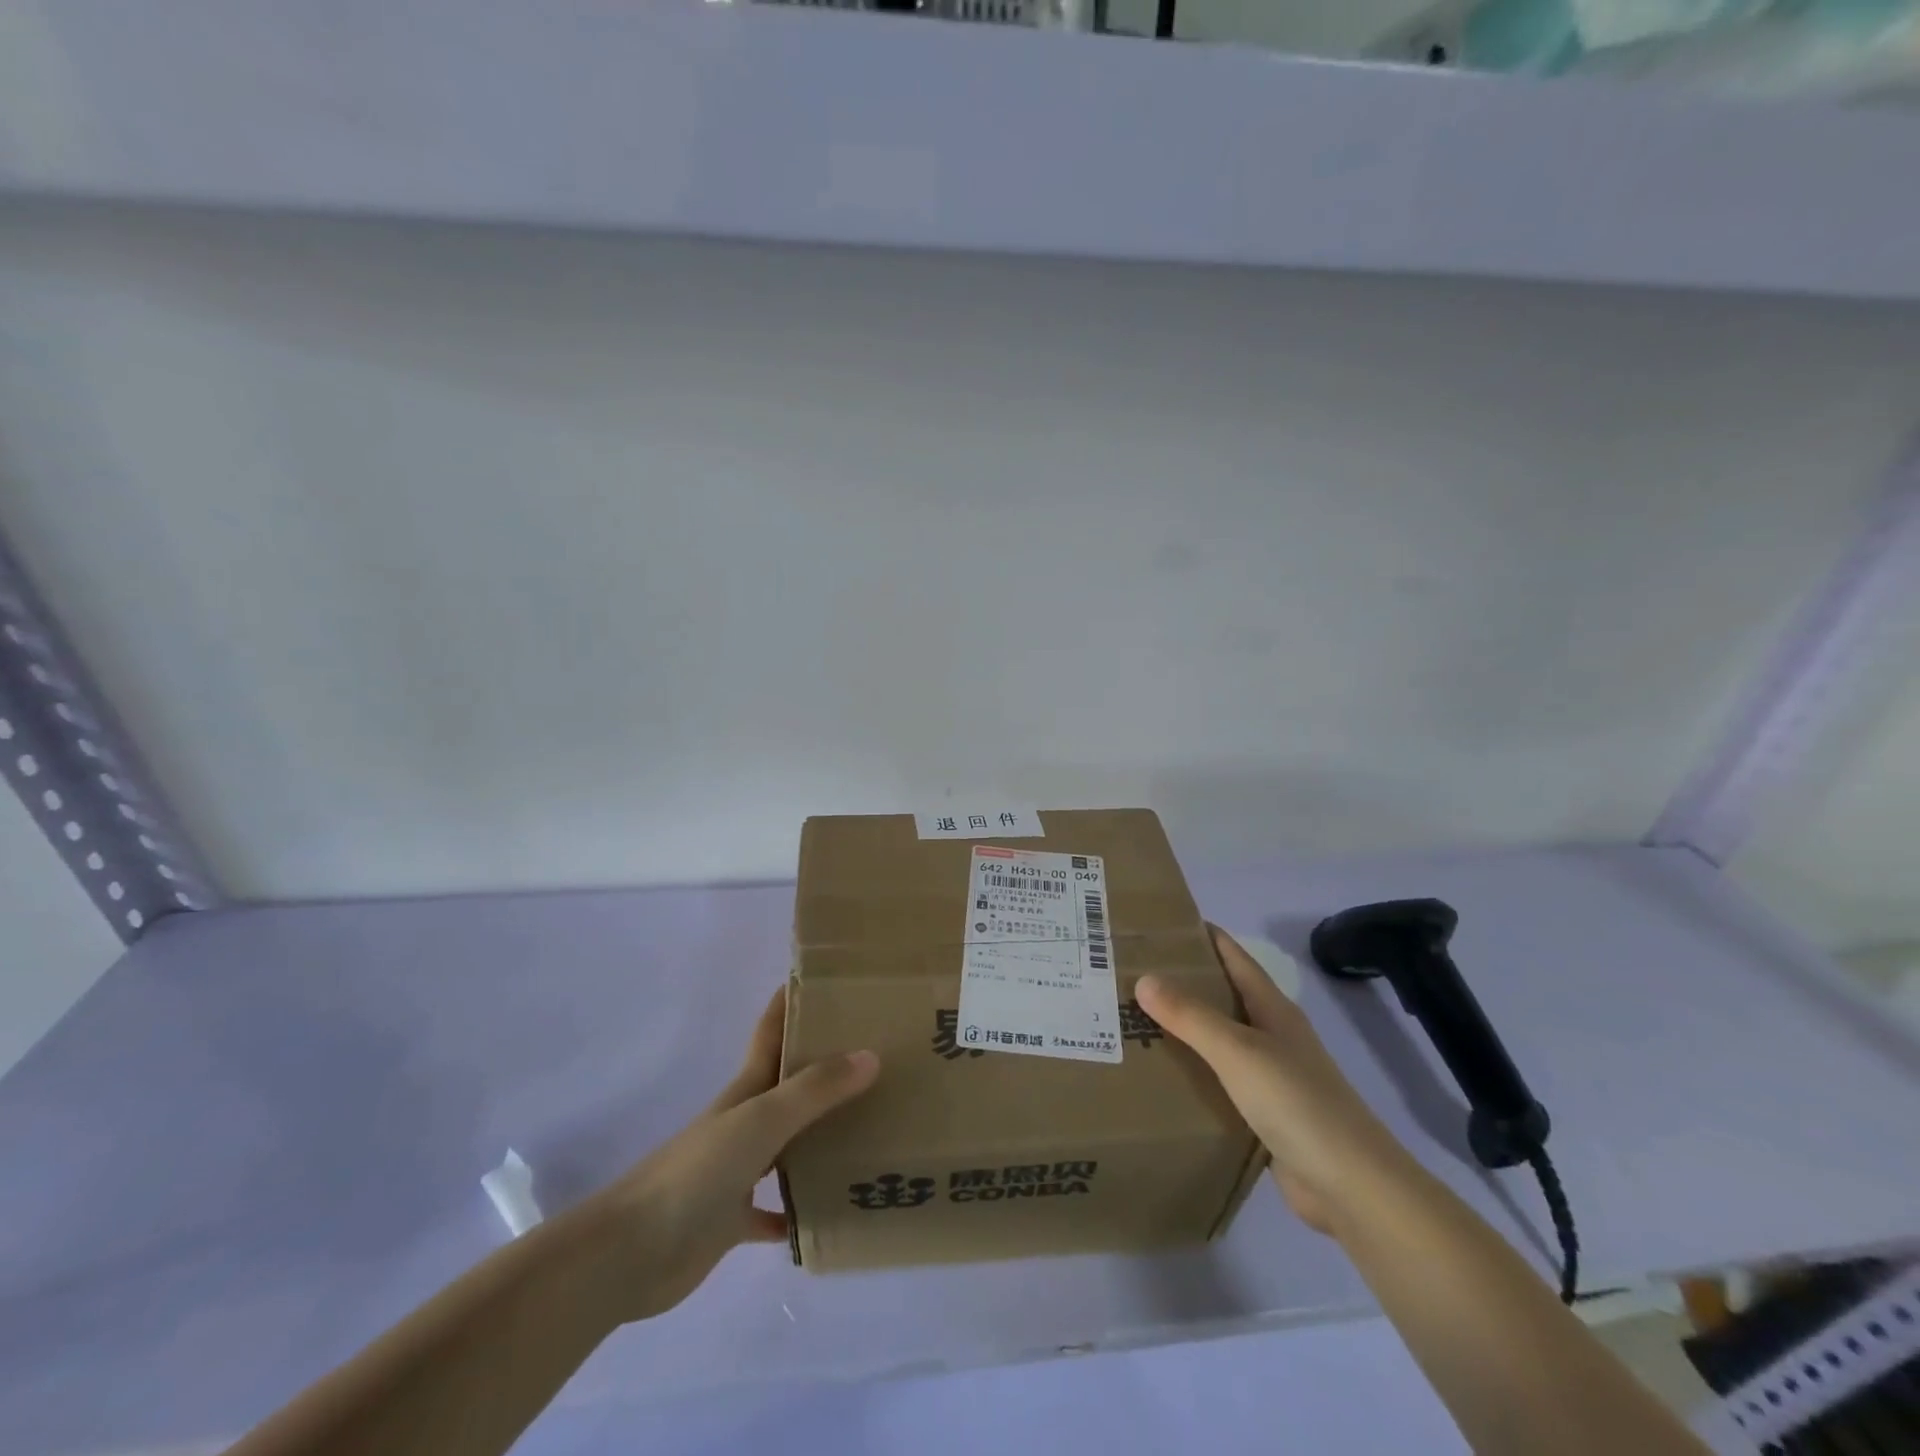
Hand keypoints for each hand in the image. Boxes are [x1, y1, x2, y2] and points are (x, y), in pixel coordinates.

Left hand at [572, 988, 877, 1321]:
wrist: (629, 1253)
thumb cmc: (696, 1172)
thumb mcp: (761, 1120)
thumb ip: (815, 1089)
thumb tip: (870, 1055)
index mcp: (747, 1090)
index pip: (772, 1031)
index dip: (791, 1001)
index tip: (828, 981)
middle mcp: (744, 1122)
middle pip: (788, 1084)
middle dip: (824, 1066)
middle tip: (876, 1055)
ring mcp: (736, 1170)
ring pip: (788, 1144)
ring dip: (821, 1135)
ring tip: (871, 1129)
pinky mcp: (731, 1219)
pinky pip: (775, 1210)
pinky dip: (799, 1208)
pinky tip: (831, 1211)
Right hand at [1138, 926, 1409, 1236]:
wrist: (1352, 1188)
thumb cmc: (1297, 1103)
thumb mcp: (1238, 1051)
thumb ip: (1191, 1016)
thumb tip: (1144, 978)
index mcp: (1272, 1009)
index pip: (1233, 956)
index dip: (1201, 935)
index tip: (1158, 925)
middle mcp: (1272, 1035)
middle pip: (1222, 995)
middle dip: (1181, 981)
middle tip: (1129, 972)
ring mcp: (1270, 1076)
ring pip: (1218, 1040)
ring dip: (1183, 1029)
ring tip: (1133, 1019)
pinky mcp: (1264, 1114)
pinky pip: (1219, 1081)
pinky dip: (1192, 1073)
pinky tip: (1161, 1076)